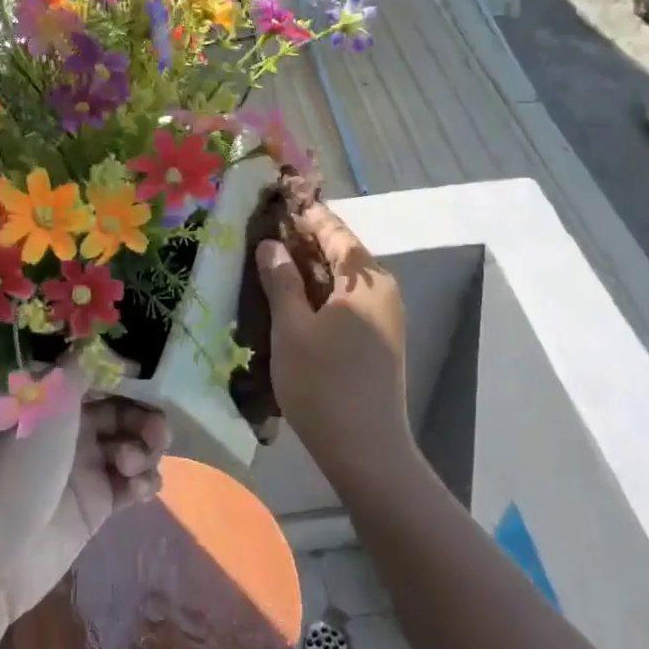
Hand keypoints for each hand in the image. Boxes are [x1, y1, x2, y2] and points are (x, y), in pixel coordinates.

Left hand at [0, 365, 167, 630]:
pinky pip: (134, 484)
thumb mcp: (47, 403)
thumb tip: (94, 341)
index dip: (126, 377)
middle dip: (145, 418)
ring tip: (132, 466)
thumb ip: (77, 369)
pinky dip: (144, 482)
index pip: (98, 378)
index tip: (150, 380)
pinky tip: (139, 490)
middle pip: (123, 412)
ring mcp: (86, 469)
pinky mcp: (98, 506)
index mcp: (54, 403)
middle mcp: (71, 431)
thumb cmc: (21, 466)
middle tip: (157, 434)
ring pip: (133, 447)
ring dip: (145, 450)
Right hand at [255, 202, 411, 487]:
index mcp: (366, 279)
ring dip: (309, 268)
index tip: (277, 199)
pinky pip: (346, 301)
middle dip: (304, 240)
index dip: (305, 214)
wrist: (366, 450)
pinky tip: (292, 299)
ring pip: (342, 279)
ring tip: (271, 261)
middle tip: (264, 230)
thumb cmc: (324, 384)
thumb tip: (271, 245)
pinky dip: (320, 292)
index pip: (334, 231)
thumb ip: (281, 281)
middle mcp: (382, 290)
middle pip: (341, 253)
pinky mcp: (377, 340)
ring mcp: (384, 317)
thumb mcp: (292, 328)